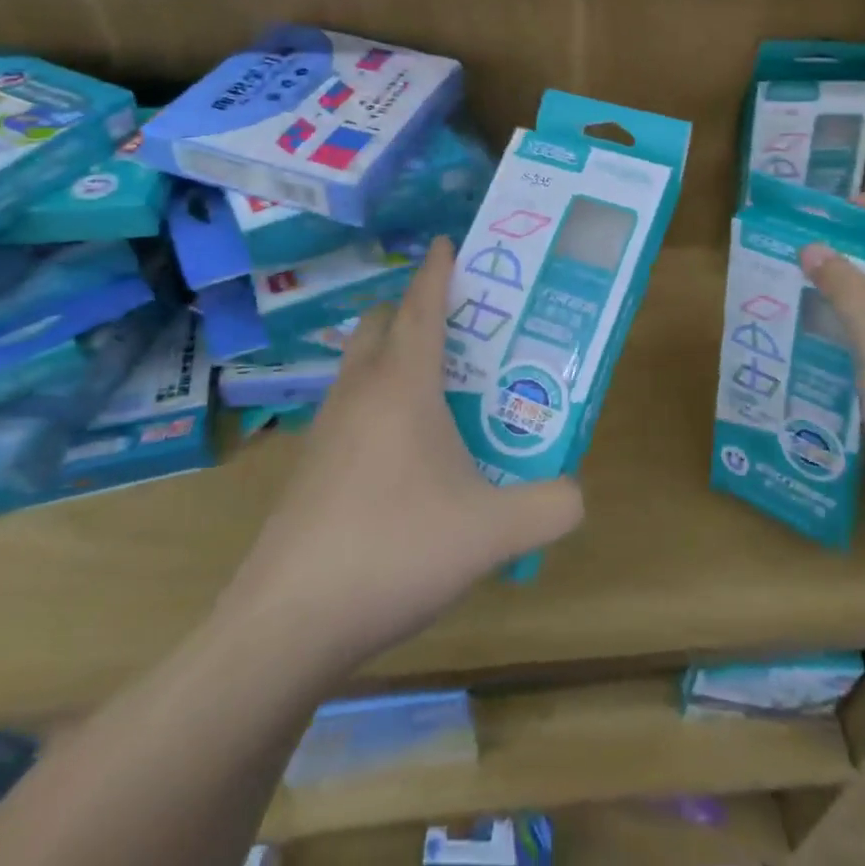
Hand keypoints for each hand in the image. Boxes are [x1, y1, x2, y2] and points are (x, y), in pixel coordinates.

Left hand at [216, 239, 584, 668]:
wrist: (286, 625)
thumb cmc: (395, 550)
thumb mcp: (492, 532)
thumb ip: (550, 506)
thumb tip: (577, 493)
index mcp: (404, 384)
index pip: (422, 305)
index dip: (438, 269)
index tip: (450, 240)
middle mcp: (360, 392)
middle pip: (383, 324)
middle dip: (416, 309)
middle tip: (462, 325)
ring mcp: (326, 429)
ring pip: (360, 366)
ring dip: (395, 356)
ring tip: (440, 387)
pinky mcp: (309, 468)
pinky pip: (349, 408)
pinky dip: (377, 401)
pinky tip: (405, 451)